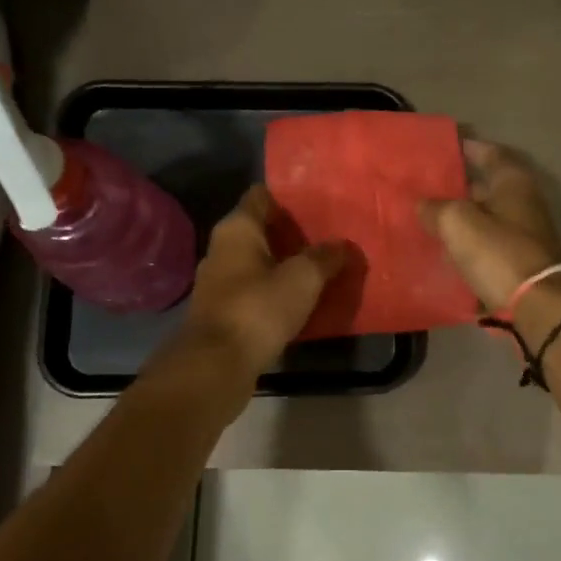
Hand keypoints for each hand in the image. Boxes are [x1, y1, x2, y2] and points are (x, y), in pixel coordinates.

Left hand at [174, 185, 347, 378]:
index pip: (262, 196)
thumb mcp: (303, 279)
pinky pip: (255, 291)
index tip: (319, 203)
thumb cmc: (258, 308)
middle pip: (261, 230)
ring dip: (285, 265)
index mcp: (237, 228)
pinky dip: (276, 292)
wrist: (216, 365)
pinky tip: (301, 301)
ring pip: (258, 263)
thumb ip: (325, 258)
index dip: (290, 197)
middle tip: (329, 238)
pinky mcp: (222, 312)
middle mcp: (222, 249)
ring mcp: (219, 282)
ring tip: (321, 269)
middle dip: (293, 234)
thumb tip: (343, 245)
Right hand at [418, 139, 560, 311]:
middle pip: (485, 187)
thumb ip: (436, 208)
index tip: (441, 148)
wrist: (537, 306)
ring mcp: (523, 234)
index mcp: (512, 182)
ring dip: (460, 218)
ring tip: (427, 219)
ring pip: (485, 218)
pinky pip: (487, 245)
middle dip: (456, 187)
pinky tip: (444, 251)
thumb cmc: (498, 253)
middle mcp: (523, 203)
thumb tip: (423, 204)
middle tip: (424, 188)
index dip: (465, 148)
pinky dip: (468, 245)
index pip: (488, 153)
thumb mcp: (457, 223)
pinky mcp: (518, 262)